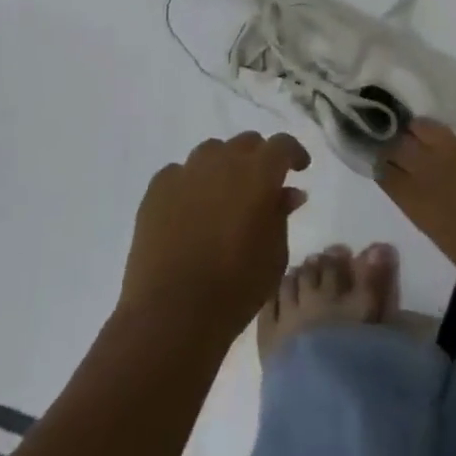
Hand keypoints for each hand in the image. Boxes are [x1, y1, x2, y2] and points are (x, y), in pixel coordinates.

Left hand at [121, 131, 311, 344]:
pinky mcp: (156, 189)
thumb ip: (281, 215)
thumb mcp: (274, 255)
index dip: (293, 153)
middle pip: (245, 143)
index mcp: (257, 174)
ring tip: (225, 195)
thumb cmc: (235, 287)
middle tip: (263, 185)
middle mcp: (221, 162)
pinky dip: (192, 183)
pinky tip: (192, 209)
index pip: (281, 145)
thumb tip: (288, 193)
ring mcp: (185, 172)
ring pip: (211, 152)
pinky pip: (180, 173)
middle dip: (259, 157)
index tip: (299, 169)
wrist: (171, 313)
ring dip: (225, 166)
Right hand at [376, 116, 455, 313]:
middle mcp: (428, 170)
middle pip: (398, 143)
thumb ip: (434, 215)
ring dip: (428, 133)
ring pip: (426, 125)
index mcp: (415, 203)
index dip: (385, 166)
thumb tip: (438, 203)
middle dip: (401, 144)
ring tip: (441, 143)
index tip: (389, 165)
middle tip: (411, 150)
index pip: (384, 171)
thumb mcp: (450, 244)